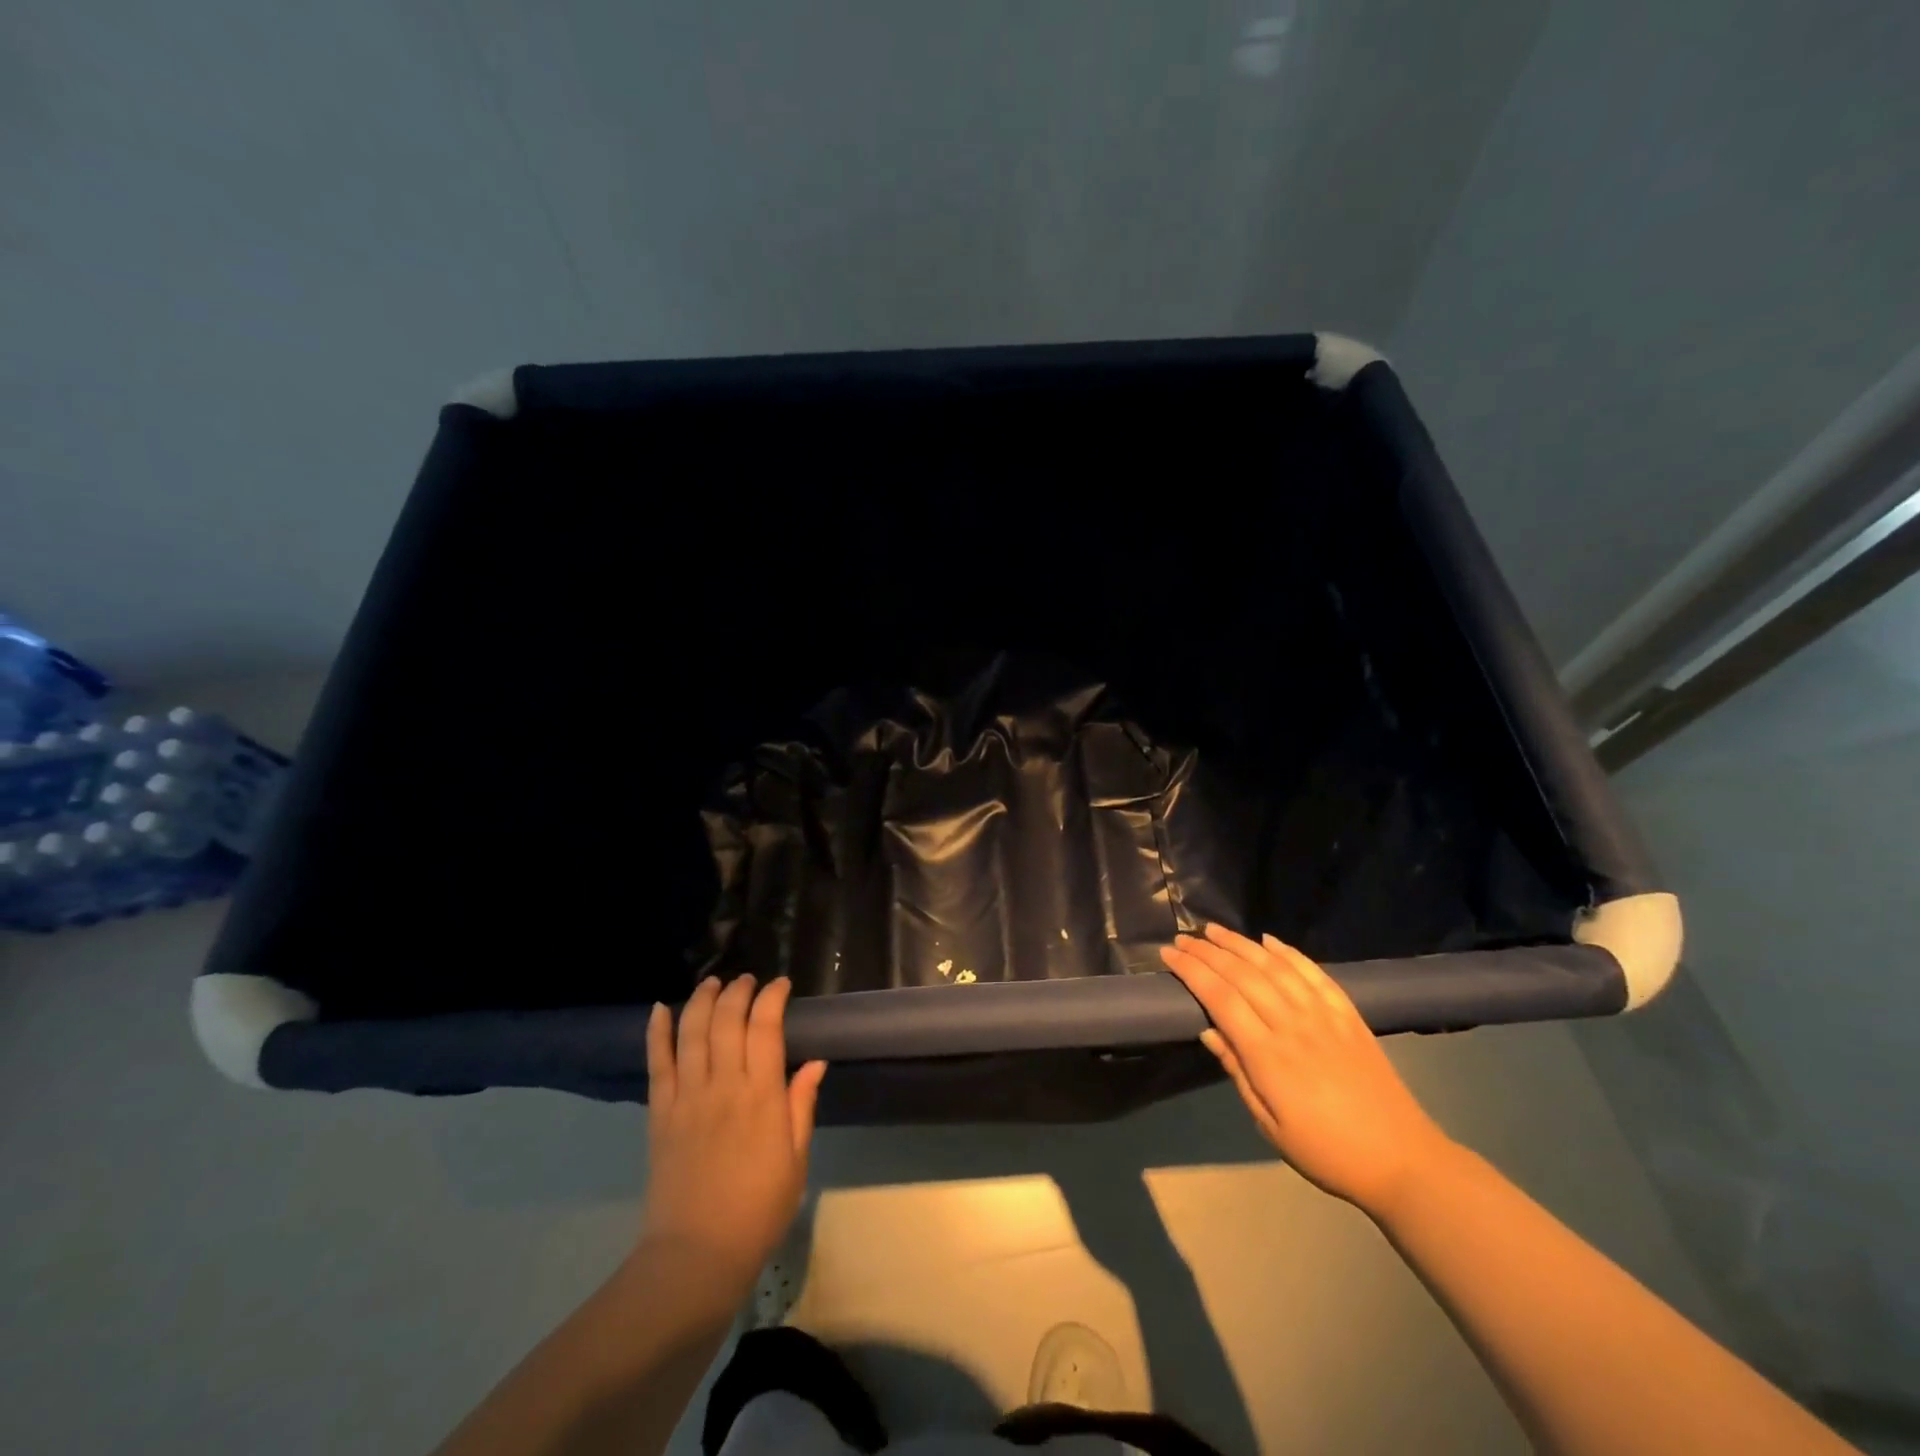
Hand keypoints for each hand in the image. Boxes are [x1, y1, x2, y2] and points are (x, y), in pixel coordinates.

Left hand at [639, 976, 827, 1289]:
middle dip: (738, 991)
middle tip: (747, 981)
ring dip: (702, 1000)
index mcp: (762, 1096)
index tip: (781, 986)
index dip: (773, 998)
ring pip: (692, 1032)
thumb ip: (801, 1106)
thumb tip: (816, 1062)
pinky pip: (657, 1063)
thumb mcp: (796, 1160)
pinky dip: (657, 1032)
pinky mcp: (660, 1113)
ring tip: (712, 982)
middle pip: (728, 1020)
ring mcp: (687, 1097)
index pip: (766, 1028)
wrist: (696, 1255)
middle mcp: (724, 1086)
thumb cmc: (758, 1210)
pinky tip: (659, 1008)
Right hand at [1161, 925, 1452, 1214]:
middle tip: (1183, 938)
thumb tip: (1207, 1030)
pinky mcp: (1348, 1015)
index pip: (1220, 998)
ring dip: (1241, 944)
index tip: (1169, 954)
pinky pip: (1314, 973)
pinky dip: (1289, 952)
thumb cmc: (1326, 1152)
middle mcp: (1293, 1025)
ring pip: (1275, 966)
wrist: (1403, 1160)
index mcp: (1269, 1055)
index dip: (1192, 971)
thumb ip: (1237, 1072)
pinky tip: (1269, 940)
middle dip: (1208, 952)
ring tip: (1215, 930)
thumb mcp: (1269, 1125)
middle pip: (1243, 974)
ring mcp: (1324, 1016)